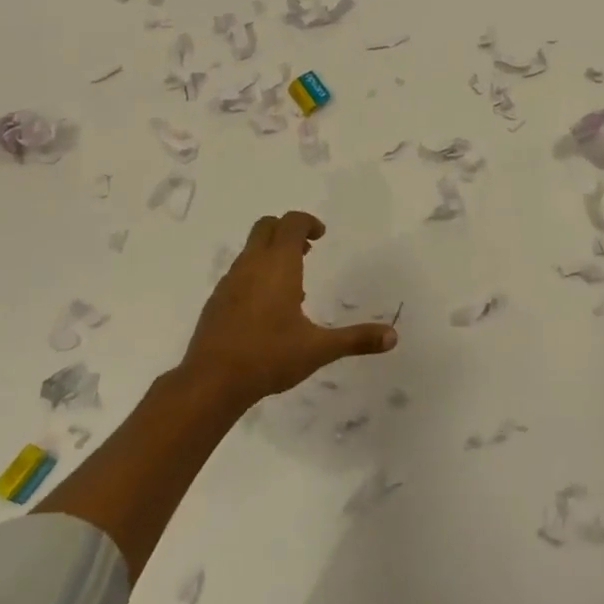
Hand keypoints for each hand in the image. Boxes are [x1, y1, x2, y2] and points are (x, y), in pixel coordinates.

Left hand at [180, 211, 395, 411]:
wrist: (211, 382)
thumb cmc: (269, 356)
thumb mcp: (318, 349)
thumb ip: (356, 339)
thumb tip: (393, 336)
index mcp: (278, 265)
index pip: (292, 223)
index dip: (308, 222)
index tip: (321, 235)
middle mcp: (252, 264)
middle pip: (267, 226)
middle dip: (287, 230)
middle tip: (307, 250)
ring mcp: (230, 281)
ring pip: (251, 249)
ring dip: (271, 253)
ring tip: (292, 283)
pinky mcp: (217, 300)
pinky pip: (239, 272)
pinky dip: (255, 274)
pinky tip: (266, 308)